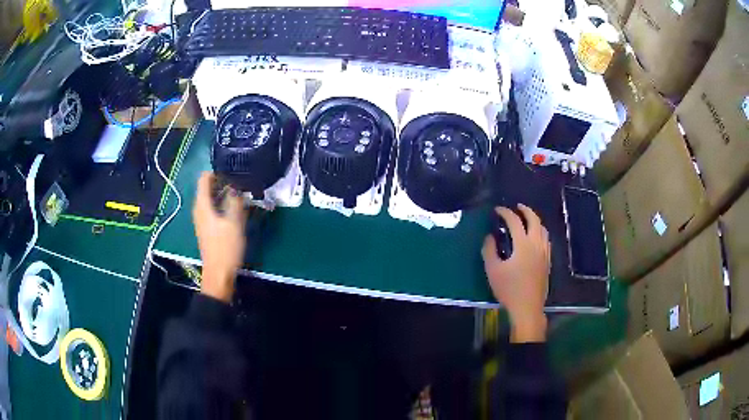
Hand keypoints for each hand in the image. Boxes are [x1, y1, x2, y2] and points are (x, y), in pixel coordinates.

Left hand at [192, 172, 246, 302]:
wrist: (218, 274)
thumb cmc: (225, 248)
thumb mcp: (234, 222)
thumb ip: (234, 200)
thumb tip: (236, 186)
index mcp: (202, 204)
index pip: (204, 177)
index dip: (218, 172)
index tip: (234, 173)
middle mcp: (199, 209)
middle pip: (208, 187)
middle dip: (225, 183)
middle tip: (242, 185)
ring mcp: (202, 219)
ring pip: (212, 198)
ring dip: (225, 195)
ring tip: (242, 196)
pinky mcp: (207, 227)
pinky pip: (214, 208)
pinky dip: (223, 205)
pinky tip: (236, 211)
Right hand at [482, 205, 550, 342]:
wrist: (527, 307)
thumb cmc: (509, 289)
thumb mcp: (493, 270)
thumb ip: (489, 250)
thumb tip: (489, 237)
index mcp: (523, 244)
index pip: (515, 221)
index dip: (506, 213)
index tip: (497, 210)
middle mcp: (536, 244)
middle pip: (534, 220)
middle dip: (526, 210)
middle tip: (517, 207)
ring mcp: (544, 253)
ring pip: (543, 229)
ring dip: (535, 220)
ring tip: (526, 220)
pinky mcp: (547, 261)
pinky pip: (546, 240)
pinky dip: (540, 232)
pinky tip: (535, 238)